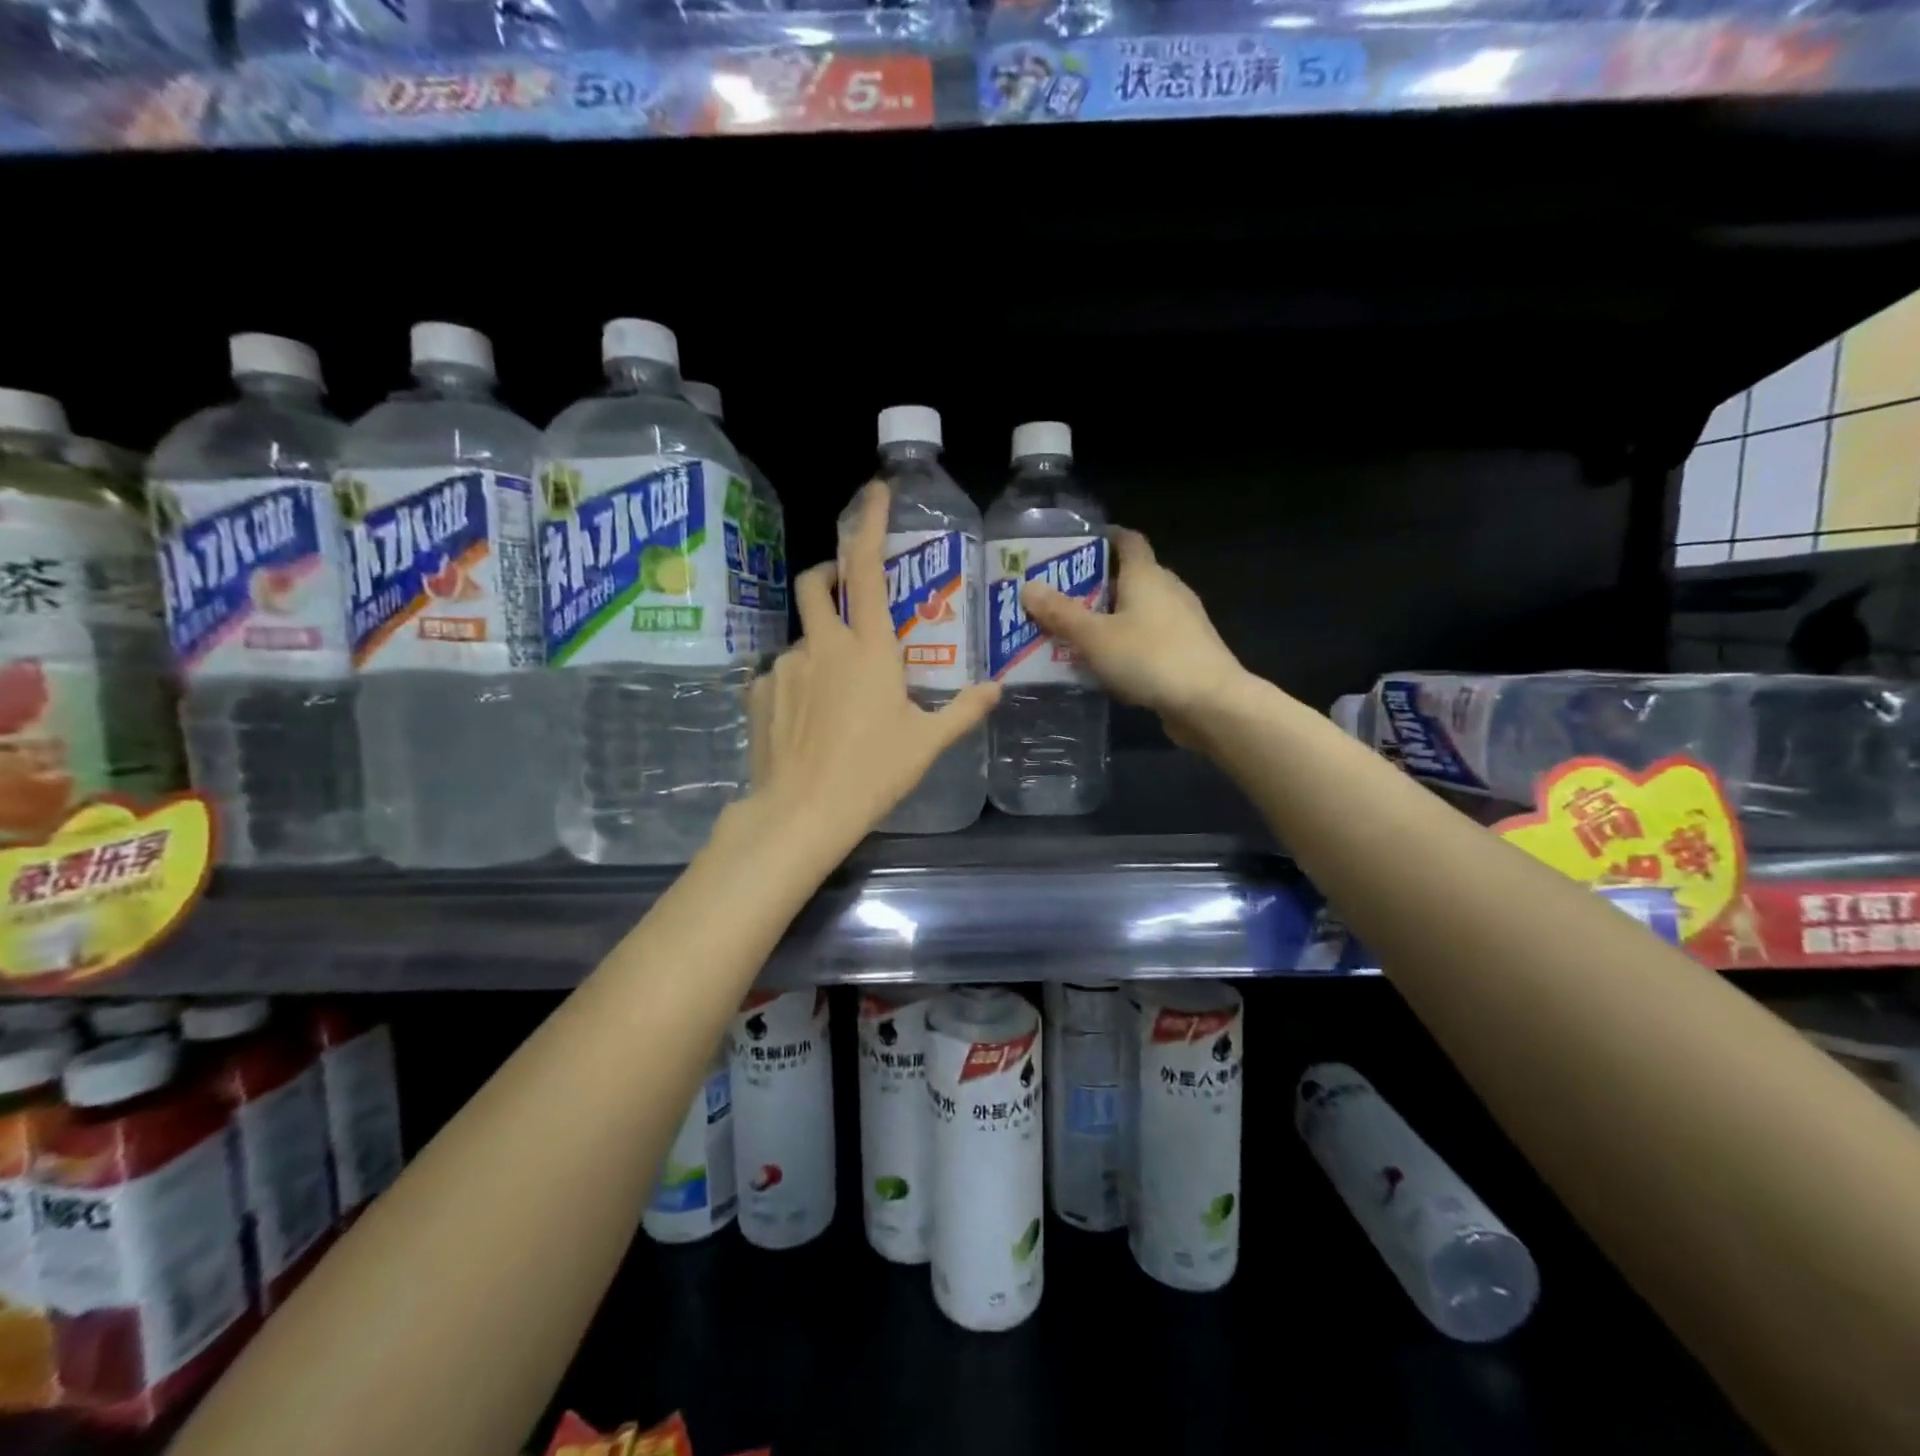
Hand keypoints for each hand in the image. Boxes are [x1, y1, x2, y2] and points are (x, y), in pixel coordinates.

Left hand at [746, 483, 998, 850]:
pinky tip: (809, 720)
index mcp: (868, 648)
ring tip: (838, 694)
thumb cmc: (873, 773)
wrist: (802, 813)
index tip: (875, 492)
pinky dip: (800, 682)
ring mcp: (785, 667)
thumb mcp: (927, 742)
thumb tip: (996, 689)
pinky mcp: (759, 693)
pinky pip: (782, 674)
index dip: (870, 524)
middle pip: (816, 583)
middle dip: (829, 572)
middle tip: (846, 590)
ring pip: (803, 638)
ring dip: (821, 646)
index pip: (866, 570)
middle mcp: (822, 646)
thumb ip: (964, 711)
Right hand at [1021, 527, 1245, 745]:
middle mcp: (1168, 590)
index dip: (1103, 538)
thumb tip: (1028, 587)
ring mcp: (1182, 622)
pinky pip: (1148, 639)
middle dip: (1095, 586)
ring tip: (1073, 635)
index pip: (1127, 540)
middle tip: (1058, 599)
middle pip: (1129, 577)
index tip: (1074, 548)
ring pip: (1138, 612)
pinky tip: (1105, 666)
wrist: (1210, 703)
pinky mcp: (1186, 651)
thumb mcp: (1095, 637)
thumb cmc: (1150, 658)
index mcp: (1147, 575)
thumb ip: (1061, 614)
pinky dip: (1125, 645)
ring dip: (1109, 619)